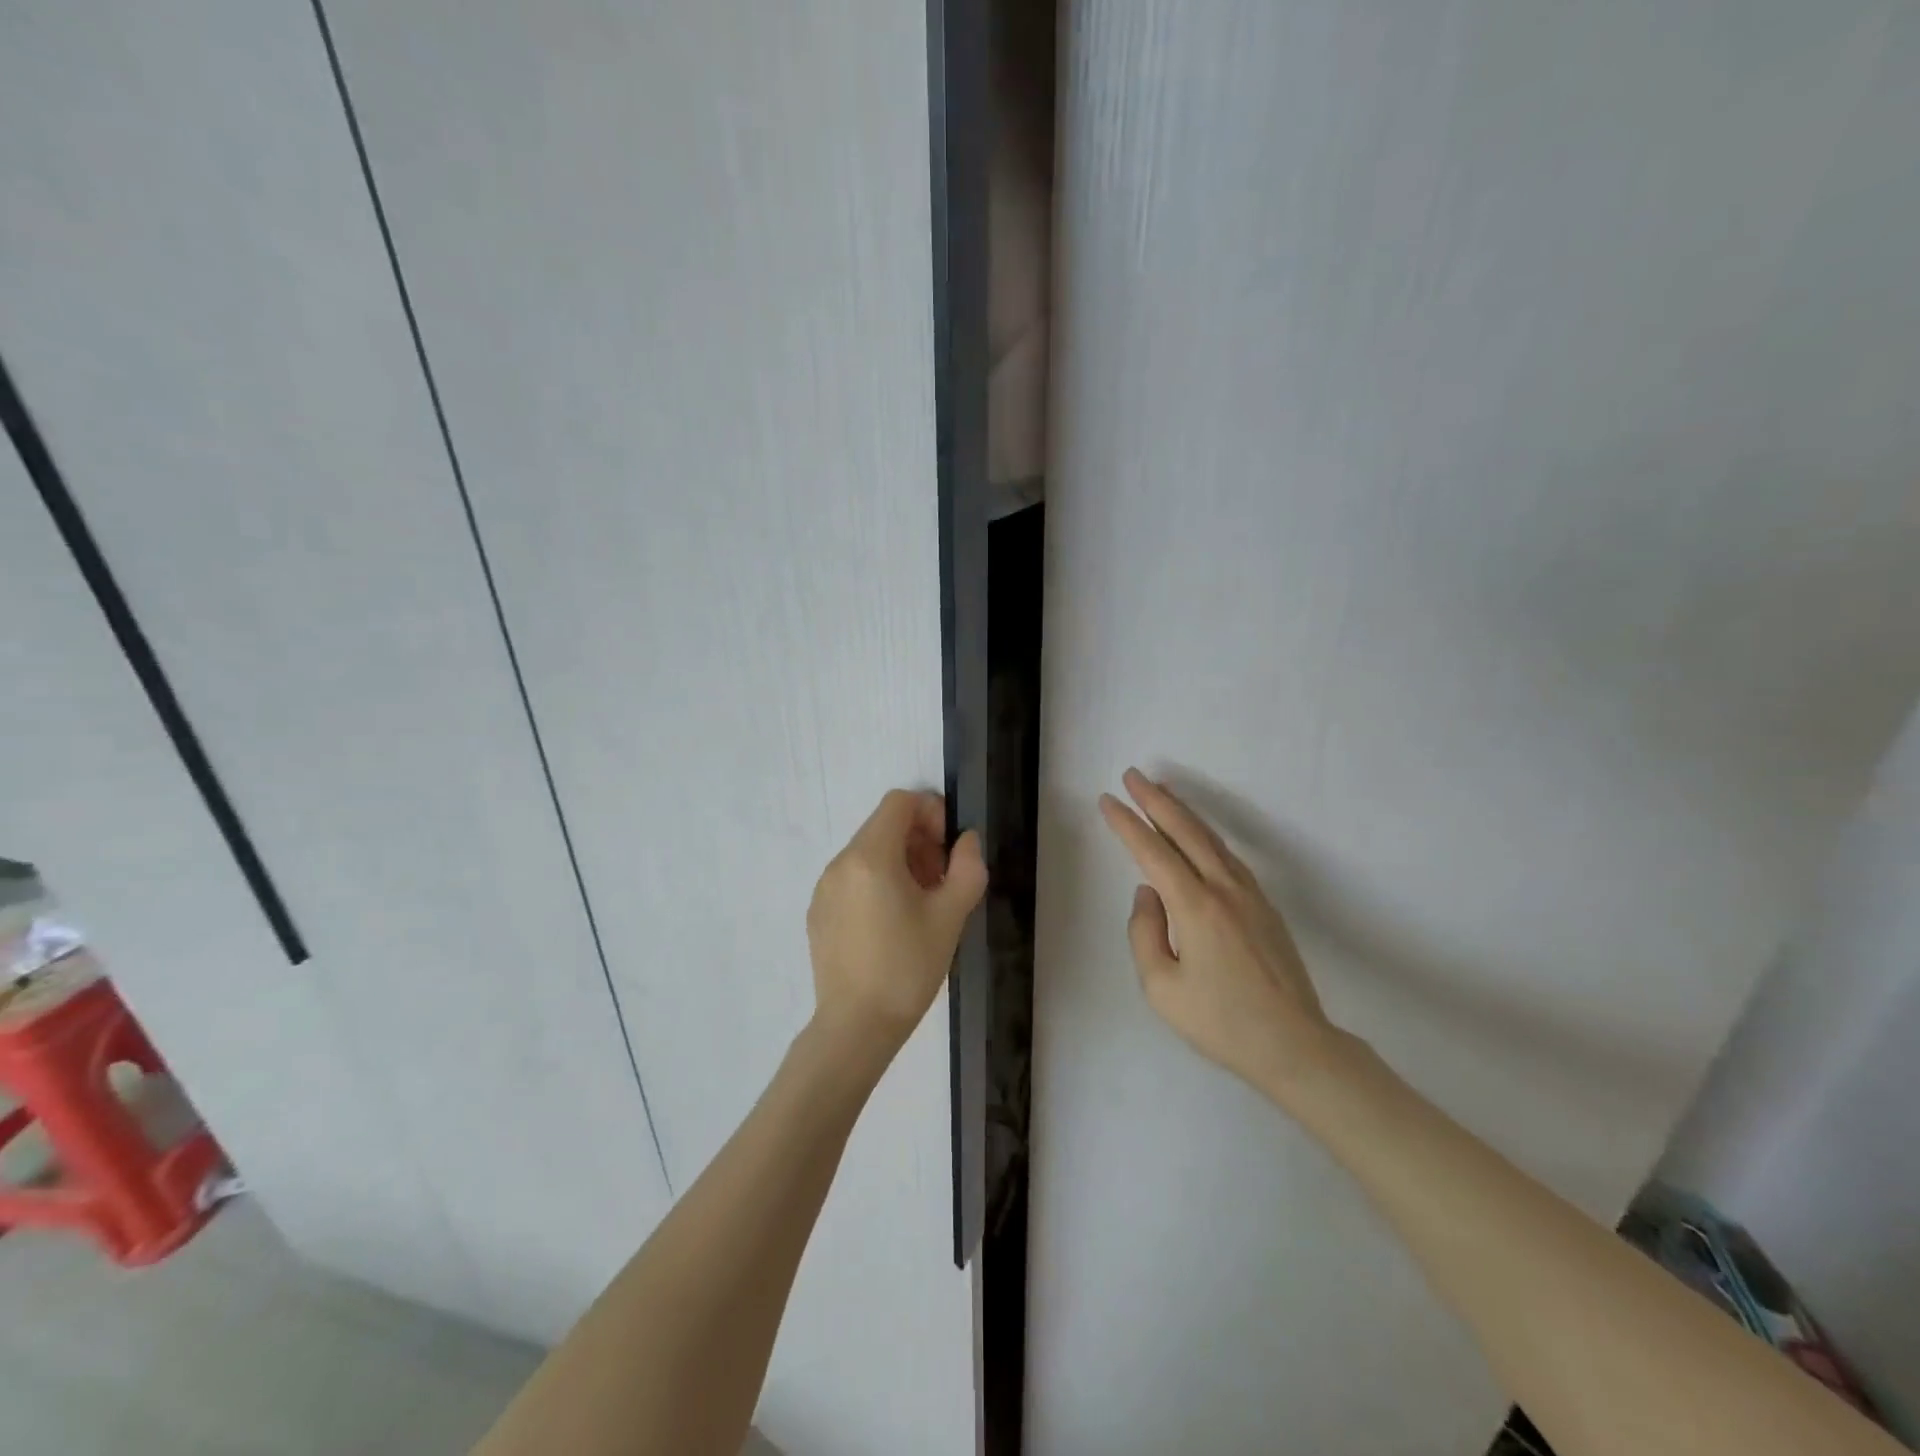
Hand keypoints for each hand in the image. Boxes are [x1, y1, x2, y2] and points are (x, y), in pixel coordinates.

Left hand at [807, 789, 987, 1053]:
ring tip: (920, 904)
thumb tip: (965, 841)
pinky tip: (891, 924)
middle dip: (918, 840)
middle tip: (942, 879)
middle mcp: (840, 863)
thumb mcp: (951, 916)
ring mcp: (823, 888)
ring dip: (899, 862)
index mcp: (870, 856)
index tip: (948, 849)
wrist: (856, 1027)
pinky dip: (876, 882)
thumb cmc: (907, 968)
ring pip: (867, 852)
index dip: (931, 812)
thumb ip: (967, 867)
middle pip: (883, 826)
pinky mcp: (818, 912)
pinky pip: (851, 878)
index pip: (899, 802)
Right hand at [1100, 768, 1333, 1091]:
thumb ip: (1144, 933)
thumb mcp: (1162, 988)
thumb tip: (1148, 893)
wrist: (1295, 1046)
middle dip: (1156, 801)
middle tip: (1133, 775)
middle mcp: (1224, 889)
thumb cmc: (1221, 1021)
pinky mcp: (1264, 906)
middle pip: (1186, 832)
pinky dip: (1205, 836)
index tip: (1108, 800)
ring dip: (1183, 812)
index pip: (1153, 852)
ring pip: (1211, 840)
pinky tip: (1197, 836)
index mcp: (1195, 907)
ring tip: (1161, 793)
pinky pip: (1227, 857)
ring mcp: (1249, 895)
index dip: (1127, 824)